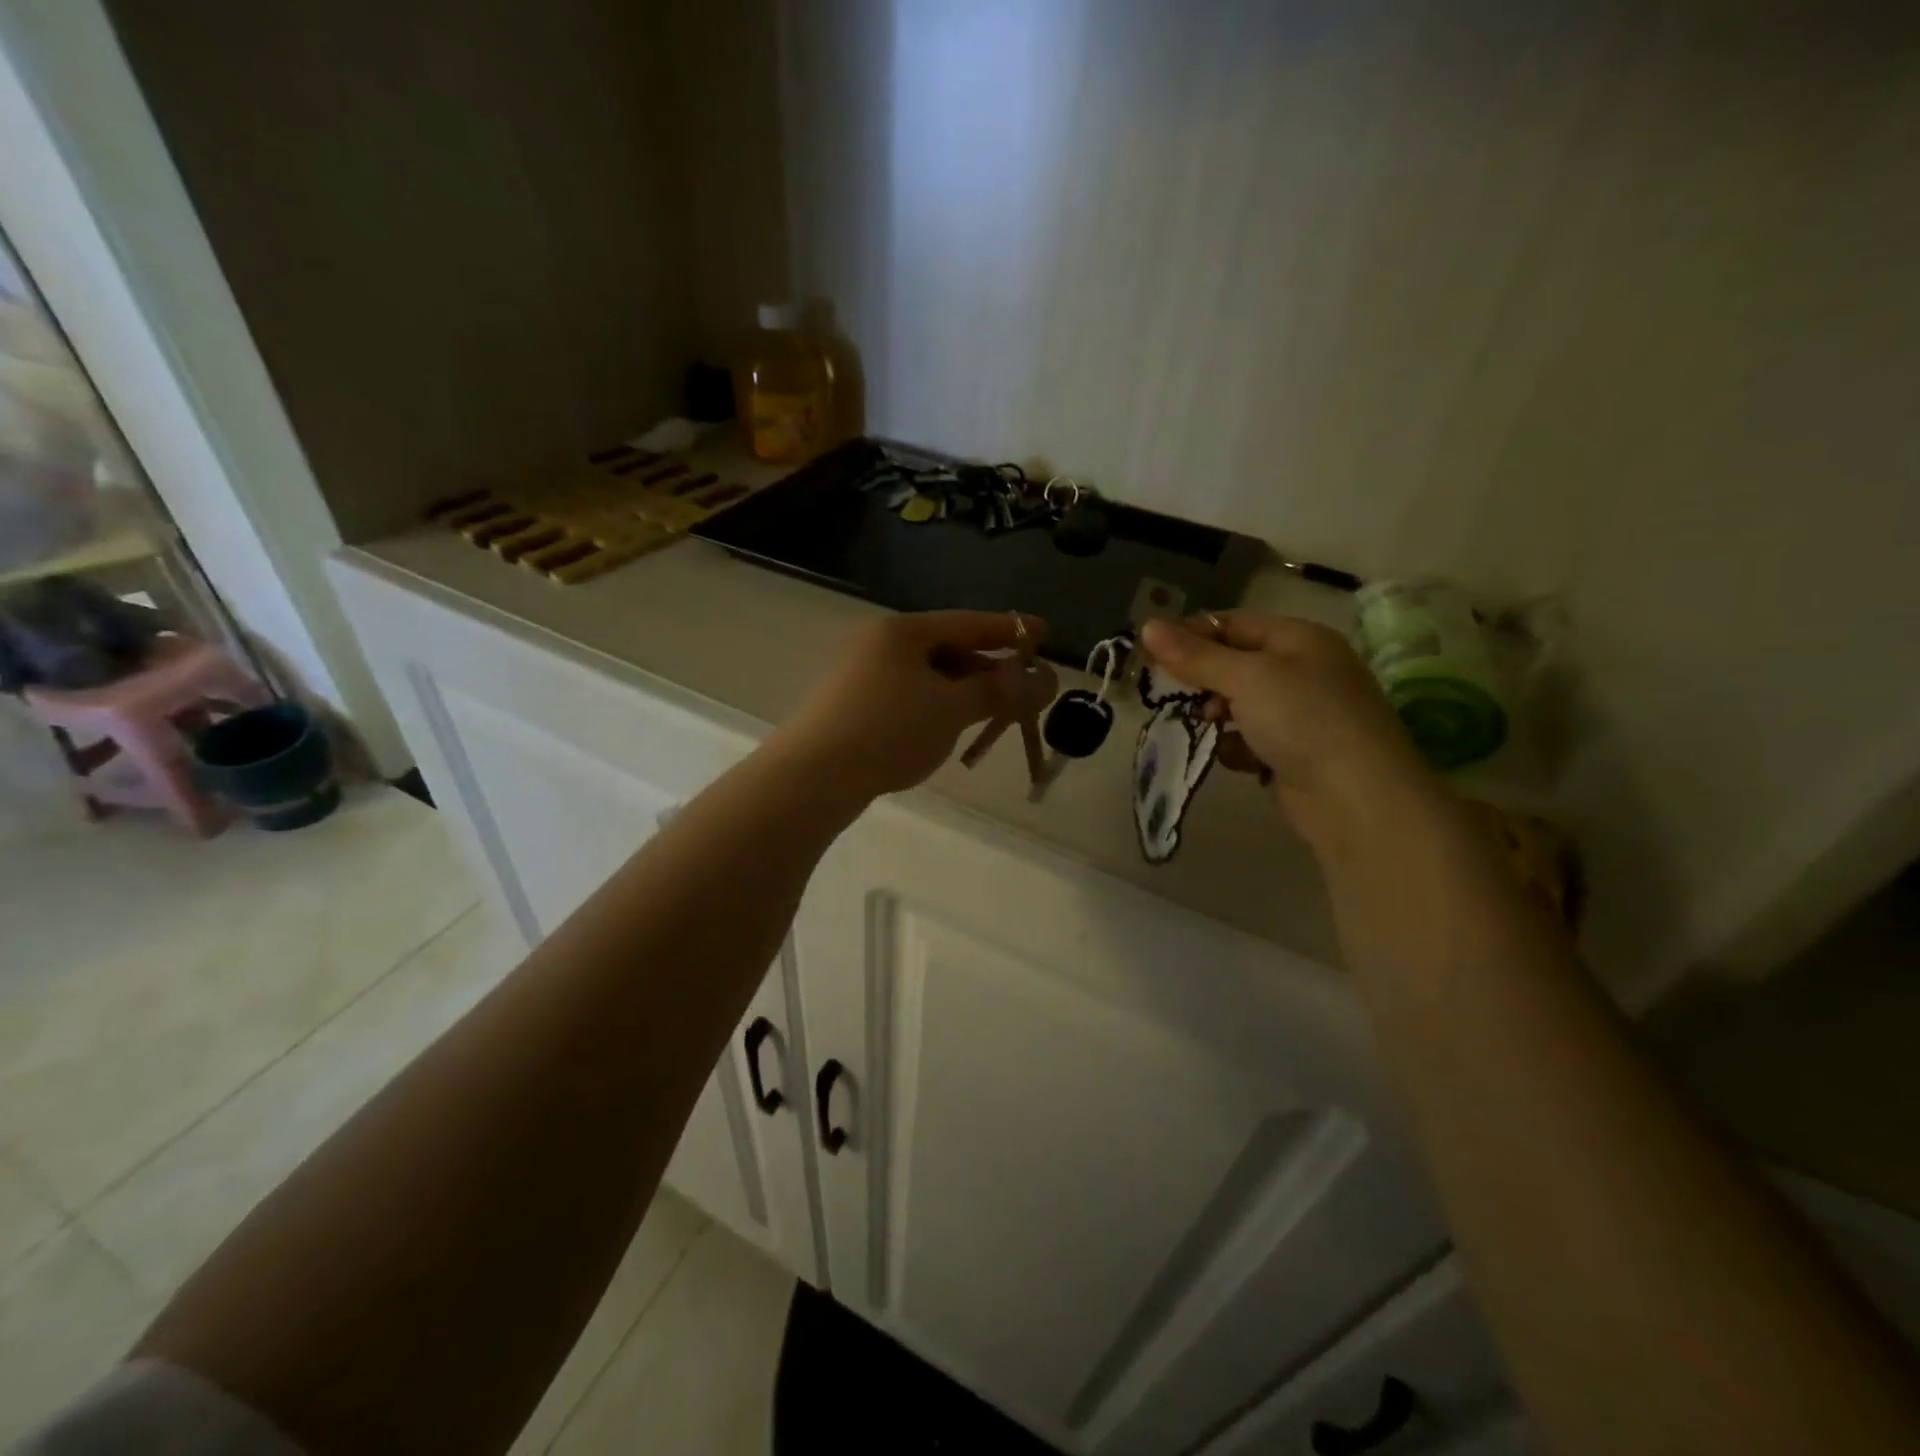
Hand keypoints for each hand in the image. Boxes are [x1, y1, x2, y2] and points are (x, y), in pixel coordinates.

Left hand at [780, 611, 1049, 798]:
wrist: (814, 774)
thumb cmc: (890, 729)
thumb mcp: (952, 708)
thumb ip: (998, 691)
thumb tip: (1041, 681)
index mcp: (902, 631)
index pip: (968, 622)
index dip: (1010, 629)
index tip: (1044, 634)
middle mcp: (879, 644)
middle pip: (947, 649)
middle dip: (987, 670)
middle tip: (1022, 691)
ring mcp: (861, 675)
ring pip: (927, 678)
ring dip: (963, 693)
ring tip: (991, 715)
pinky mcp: (852, 706)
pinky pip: (908, 698)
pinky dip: (936, 709)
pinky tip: (947, 731)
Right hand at [1140, 613, 1433, 840]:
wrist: (1357, 799)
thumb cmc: (1304, 720)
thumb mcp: (1246, 678)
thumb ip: (1195, 656)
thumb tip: (1147, 625)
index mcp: (1299, 639)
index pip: (1232, 624)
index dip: (1191, 635)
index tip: (1150, 653)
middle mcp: (1303, 671)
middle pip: (1234, 665)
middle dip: (1203, 681)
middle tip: (1176, 697)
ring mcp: (1301, 715)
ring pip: (1239, 705)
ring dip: (1217, 716)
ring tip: (1208, 728)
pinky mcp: (1295, 754)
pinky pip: (1251, 740)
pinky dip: (1238, 748)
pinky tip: (1238, 760)